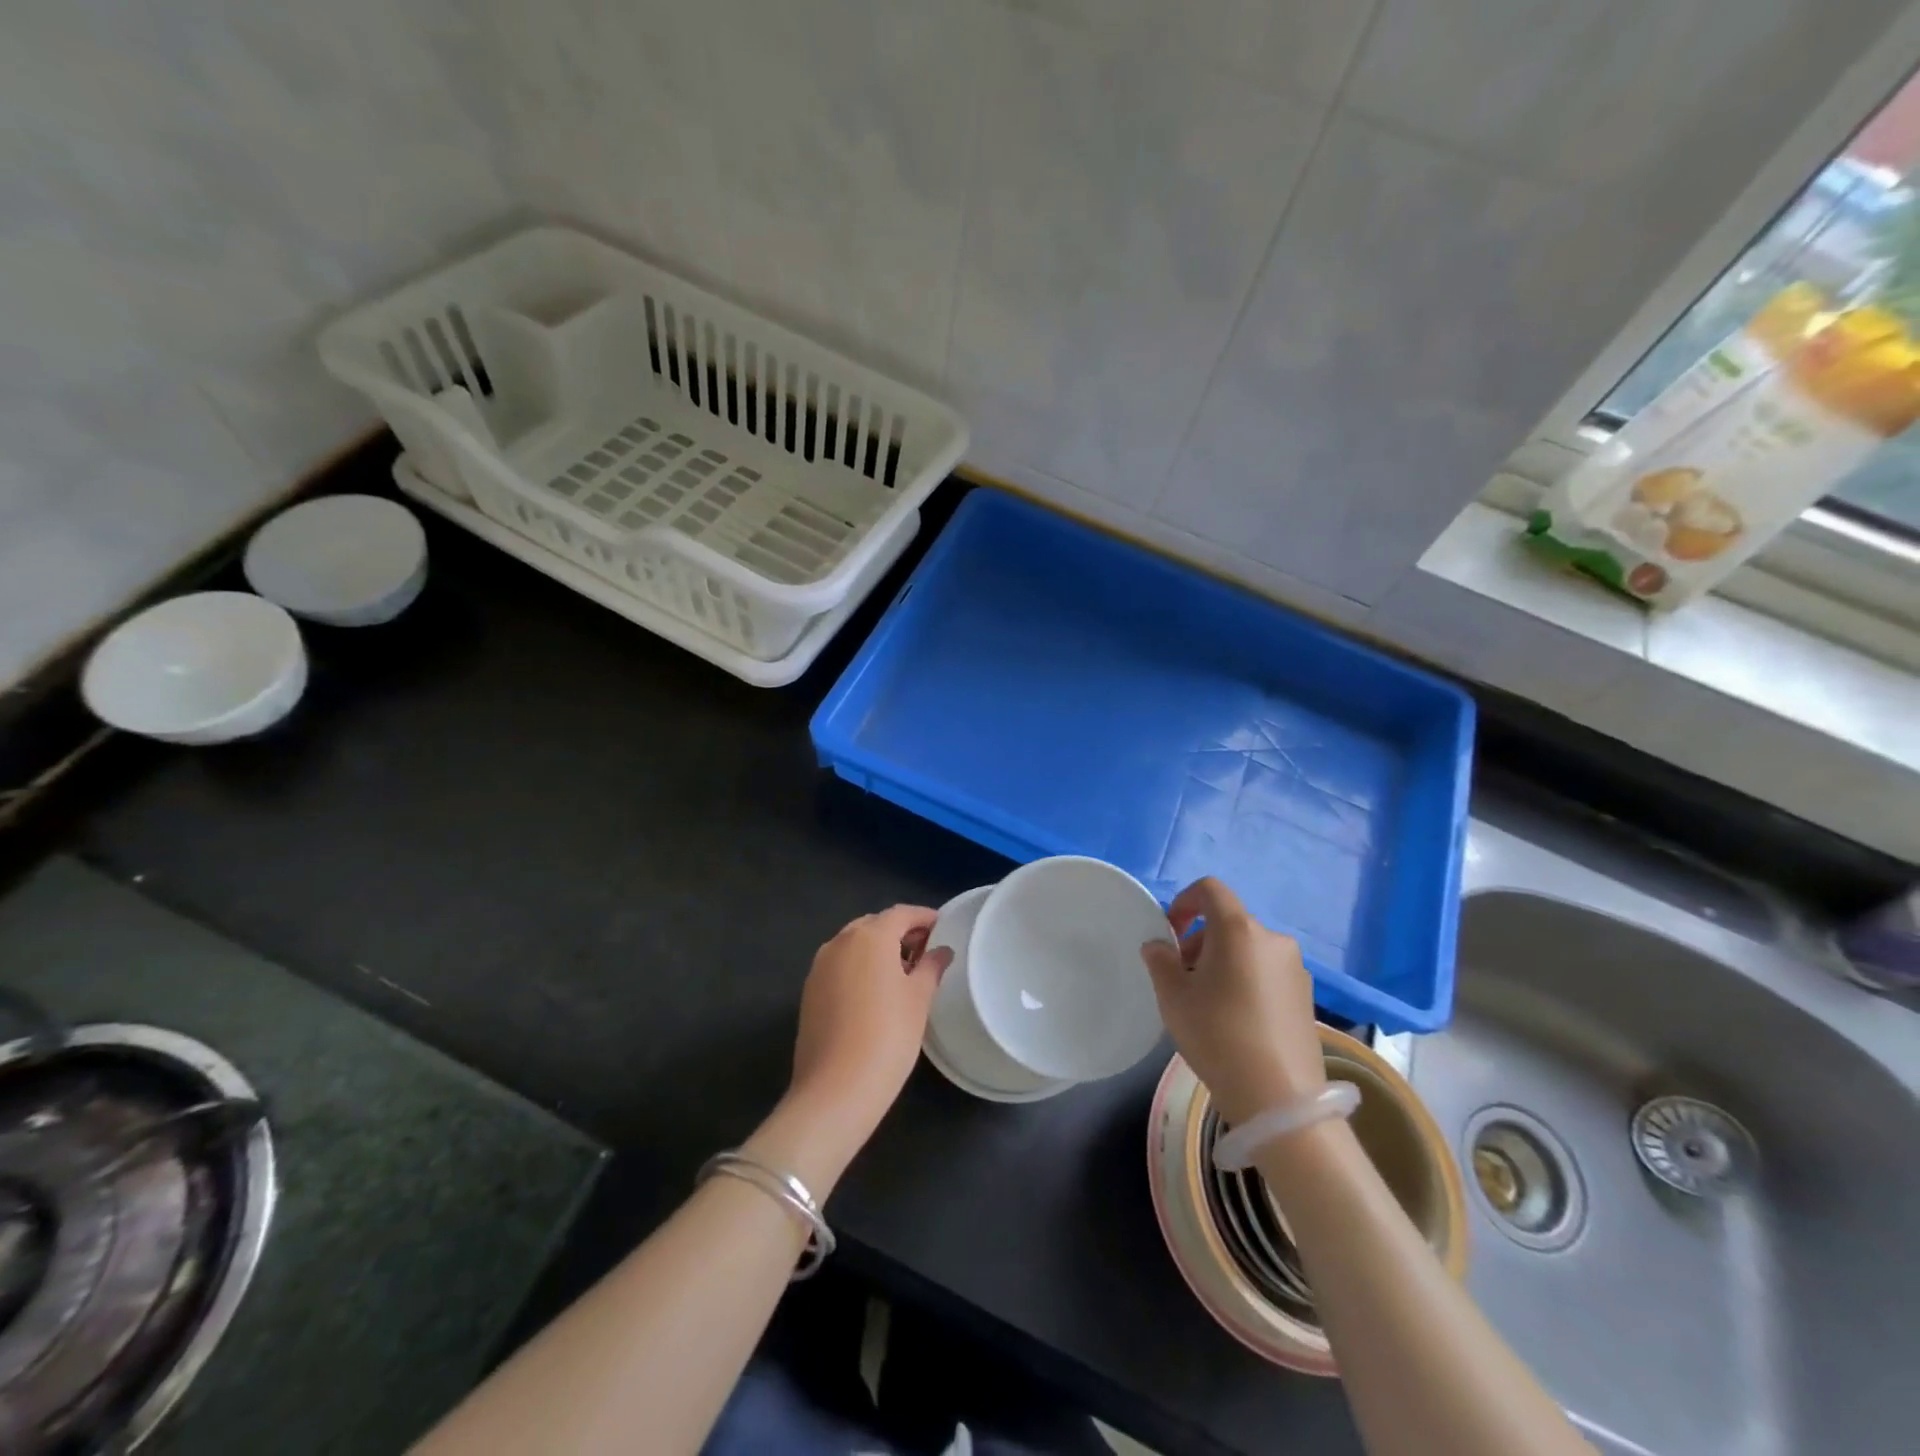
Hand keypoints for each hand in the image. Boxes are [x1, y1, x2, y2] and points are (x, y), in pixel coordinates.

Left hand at [789, 905, 950, 1140]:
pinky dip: (860, 967)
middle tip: (925, 950)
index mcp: (869, 936)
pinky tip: (876, 992)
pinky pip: (840, 965)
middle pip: (875, 925)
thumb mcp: (919, 999)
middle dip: (900, 932)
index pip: (901, 913)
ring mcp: (820, 966)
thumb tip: (940, 951)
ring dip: (878, 950)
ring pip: (854, 944)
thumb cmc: (888, 1036)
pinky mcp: (810, 991)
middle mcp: (840, 942)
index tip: (942, 926)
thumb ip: (931, 967)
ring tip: (903, 973)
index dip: (923, 917)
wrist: (835, 1089)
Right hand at [1140, 878, 1324, 1125]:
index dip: (1184, 901)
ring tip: (1206, 1000)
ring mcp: (1295, 968)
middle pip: (1229, 922)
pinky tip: (1235, 1018)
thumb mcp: (1173, 996)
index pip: (1210, 890)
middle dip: (1200, 939)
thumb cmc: (1217, 1034)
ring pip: (1248, 948)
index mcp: (1238, 929)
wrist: (1278, 1098)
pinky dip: (1245, 979)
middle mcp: (1272, 939)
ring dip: (1223, 960)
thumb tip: (1159, 946)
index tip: (1170, 931)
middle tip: (1181, 974)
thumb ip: (1160, 960)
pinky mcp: (1306, 996)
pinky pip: (1266, 972)